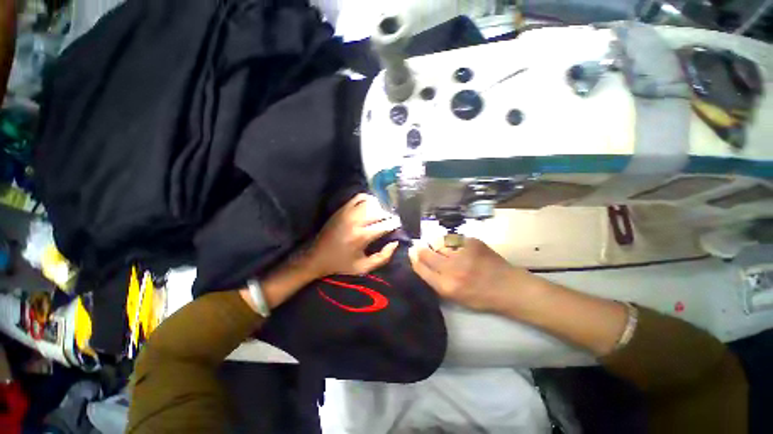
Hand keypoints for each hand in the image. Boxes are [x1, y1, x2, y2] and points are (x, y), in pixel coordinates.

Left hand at [307, 193, 399, 277]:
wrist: (317, 257)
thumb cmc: (342, 264)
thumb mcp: (364, 267)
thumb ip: (383, 257)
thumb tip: (395, 243)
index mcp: (362, 237)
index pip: (385, 225)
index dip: (395, 224)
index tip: (399, 224)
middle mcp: (356, 221)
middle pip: (379, 212)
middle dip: (389, 215)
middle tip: (392, 219)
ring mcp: (348, 213)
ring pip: (371, 202)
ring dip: (380, 207)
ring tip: (383, 212)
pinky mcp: (342, 209)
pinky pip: (359, 198)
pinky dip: (368, 199)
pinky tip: (372, 205)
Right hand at [409, 237, 534, 310]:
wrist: (509, 287)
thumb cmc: (481, 297)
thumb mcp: (455, 297)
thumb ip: (437, 281)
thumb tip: (422, 264)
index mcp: (446, 286)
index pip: (421, 268)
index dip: (415, 260)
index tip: (412, 254)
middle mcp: (451, 268)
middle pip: (426, 253)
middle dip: (421, 250)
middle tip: (421, 248)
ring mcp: (462, 253)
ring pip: (439, 244)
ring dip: (438, 247)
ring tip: (448, 252)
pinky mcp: (472, 242)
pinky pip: (454, 240)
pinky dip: (453, 243)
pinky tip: (462, 250)